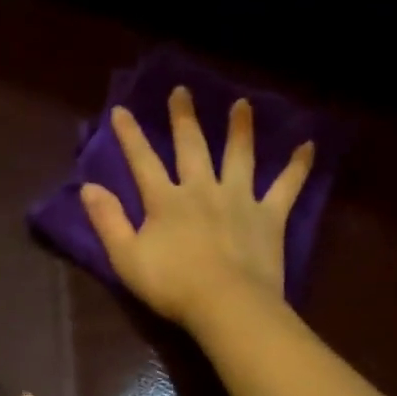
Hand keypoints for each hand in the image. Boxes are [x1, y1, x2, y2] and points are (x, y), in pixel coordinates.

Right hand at [79, 86, 313, 330]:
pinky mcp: (269, 216)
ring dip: (239, 129)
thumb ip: (108, 220)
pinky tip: (309, 146)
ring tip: (242, 104)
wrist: (226, 304)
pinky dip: (298, 167)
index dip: (130, 135)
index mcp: (166, 200)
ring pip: (239, 156)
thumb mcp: (126, 257)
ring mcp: (239, 200)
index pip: (143, 160)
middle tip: (182, 91)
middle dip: (184, 118)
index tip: (121, 109)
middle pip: (192, 147)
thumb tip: (88, 187)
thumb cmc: (171, 285)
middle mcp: (202, 189)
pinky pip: (286, 187)